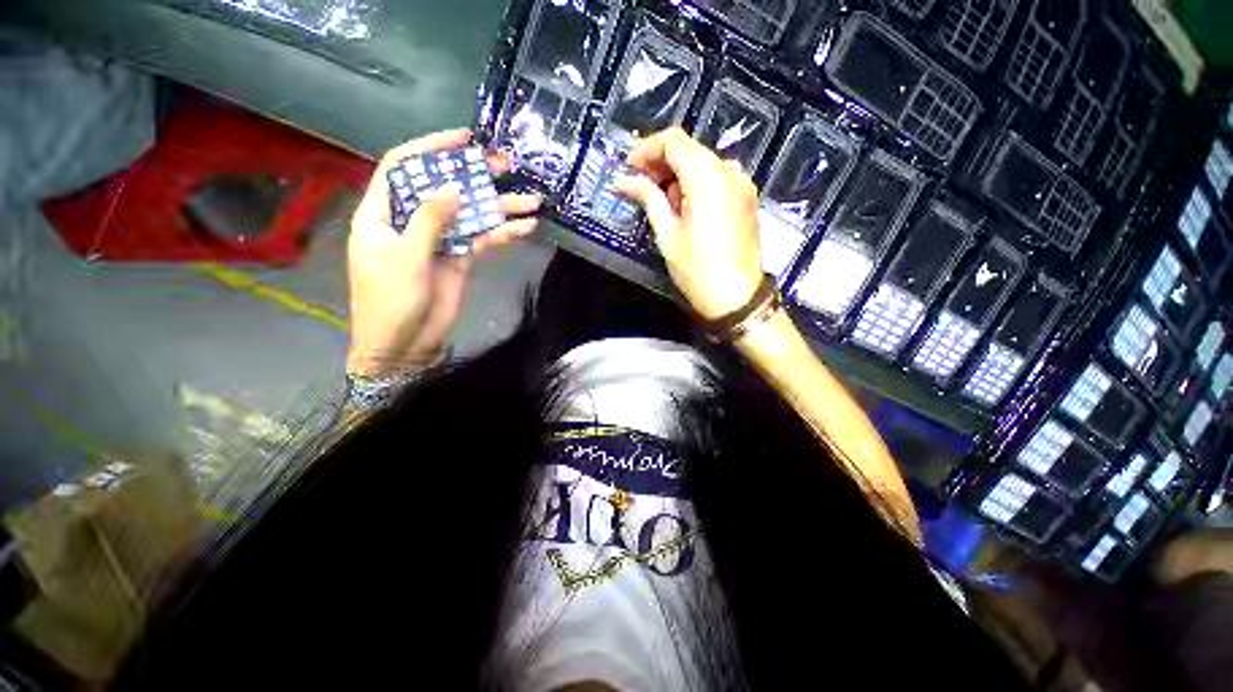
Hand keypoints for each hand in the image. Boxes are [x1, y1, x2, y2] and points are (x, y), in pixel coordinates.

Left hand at [346, 129, 540, 377]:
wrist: (404, 344)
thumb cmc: (390, 300)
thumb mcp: (404, 256)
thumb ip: (428, 220)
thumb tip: (452, 187)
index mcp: (384, 213)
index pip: (404, 168)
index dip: (431, 149)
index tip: (463, 139)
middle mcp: (412, 221)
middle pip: (444, 188)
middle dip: (474, 174)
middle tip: (505, 164)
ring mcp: (440, 240)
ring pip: (471, 215)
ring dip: (500, 207)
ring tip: (530, 200)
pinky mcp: (460, 259)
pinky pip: (483, 240)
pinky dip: (503, 234)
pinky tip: (524, 228)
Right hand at [615, 127, 763, 319]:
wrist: (737, 298)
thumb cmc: (698, 270)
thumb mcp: (667, 234)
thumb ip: (648, 199)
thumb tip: (622, 180)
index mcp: (708, 176)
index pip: (674, 140)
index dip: (647, 149)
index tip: (629, 167)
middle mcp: (729, 171)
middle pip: (690, 150)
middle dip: (661, 163)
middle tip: (639, 185)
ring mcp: (742, 184)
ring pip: (703, 163)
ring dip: (678, 175)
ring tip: (661, 202)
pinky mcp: (746, 198)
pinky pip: (717, 178)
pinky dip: (696, 184)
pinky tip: (684, 207)